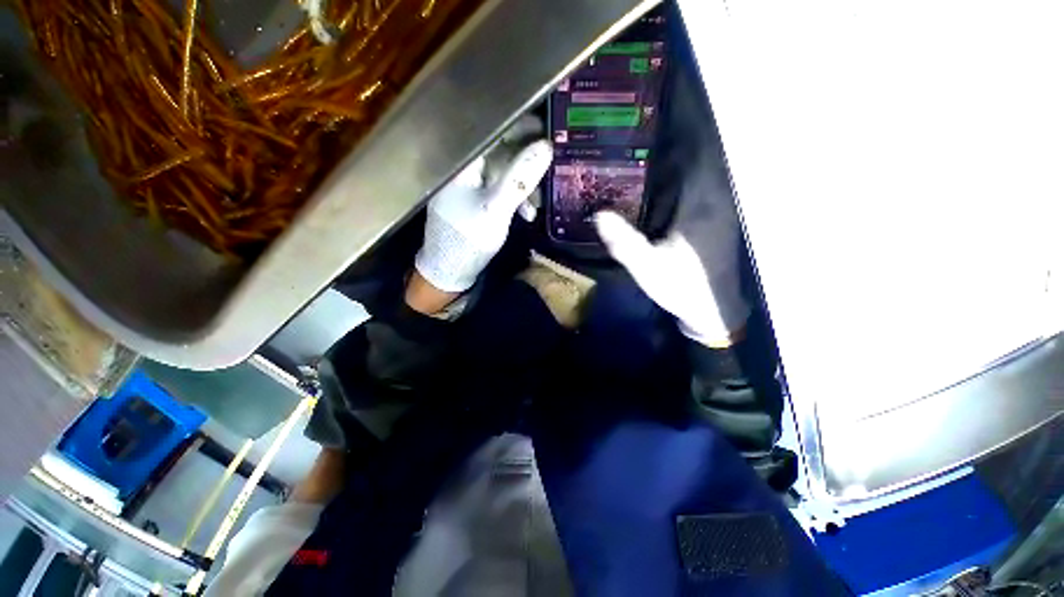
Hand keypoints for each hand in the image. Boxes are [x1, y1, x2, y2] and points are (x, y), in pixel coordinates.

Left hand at [414, 136, 551, 293]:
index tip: (544, 131)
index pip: (492, 131)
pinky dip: (514, 199)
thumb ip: (519, 178)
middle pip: (500, 152)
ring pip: (503, 173)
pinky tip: (527, 213)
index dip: (519, 128)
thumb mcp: (497, 208)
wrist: (450, 269)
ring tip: (537, 205)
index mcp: (462, 164)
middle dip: (526, 164)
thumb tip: (546, 147)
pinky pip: (499, 190)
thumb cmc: (468, 238)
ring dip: (523, 186)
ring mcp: (470, 186)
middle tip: (549, 168)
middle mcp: (464, 169)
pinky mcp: (476, 201)